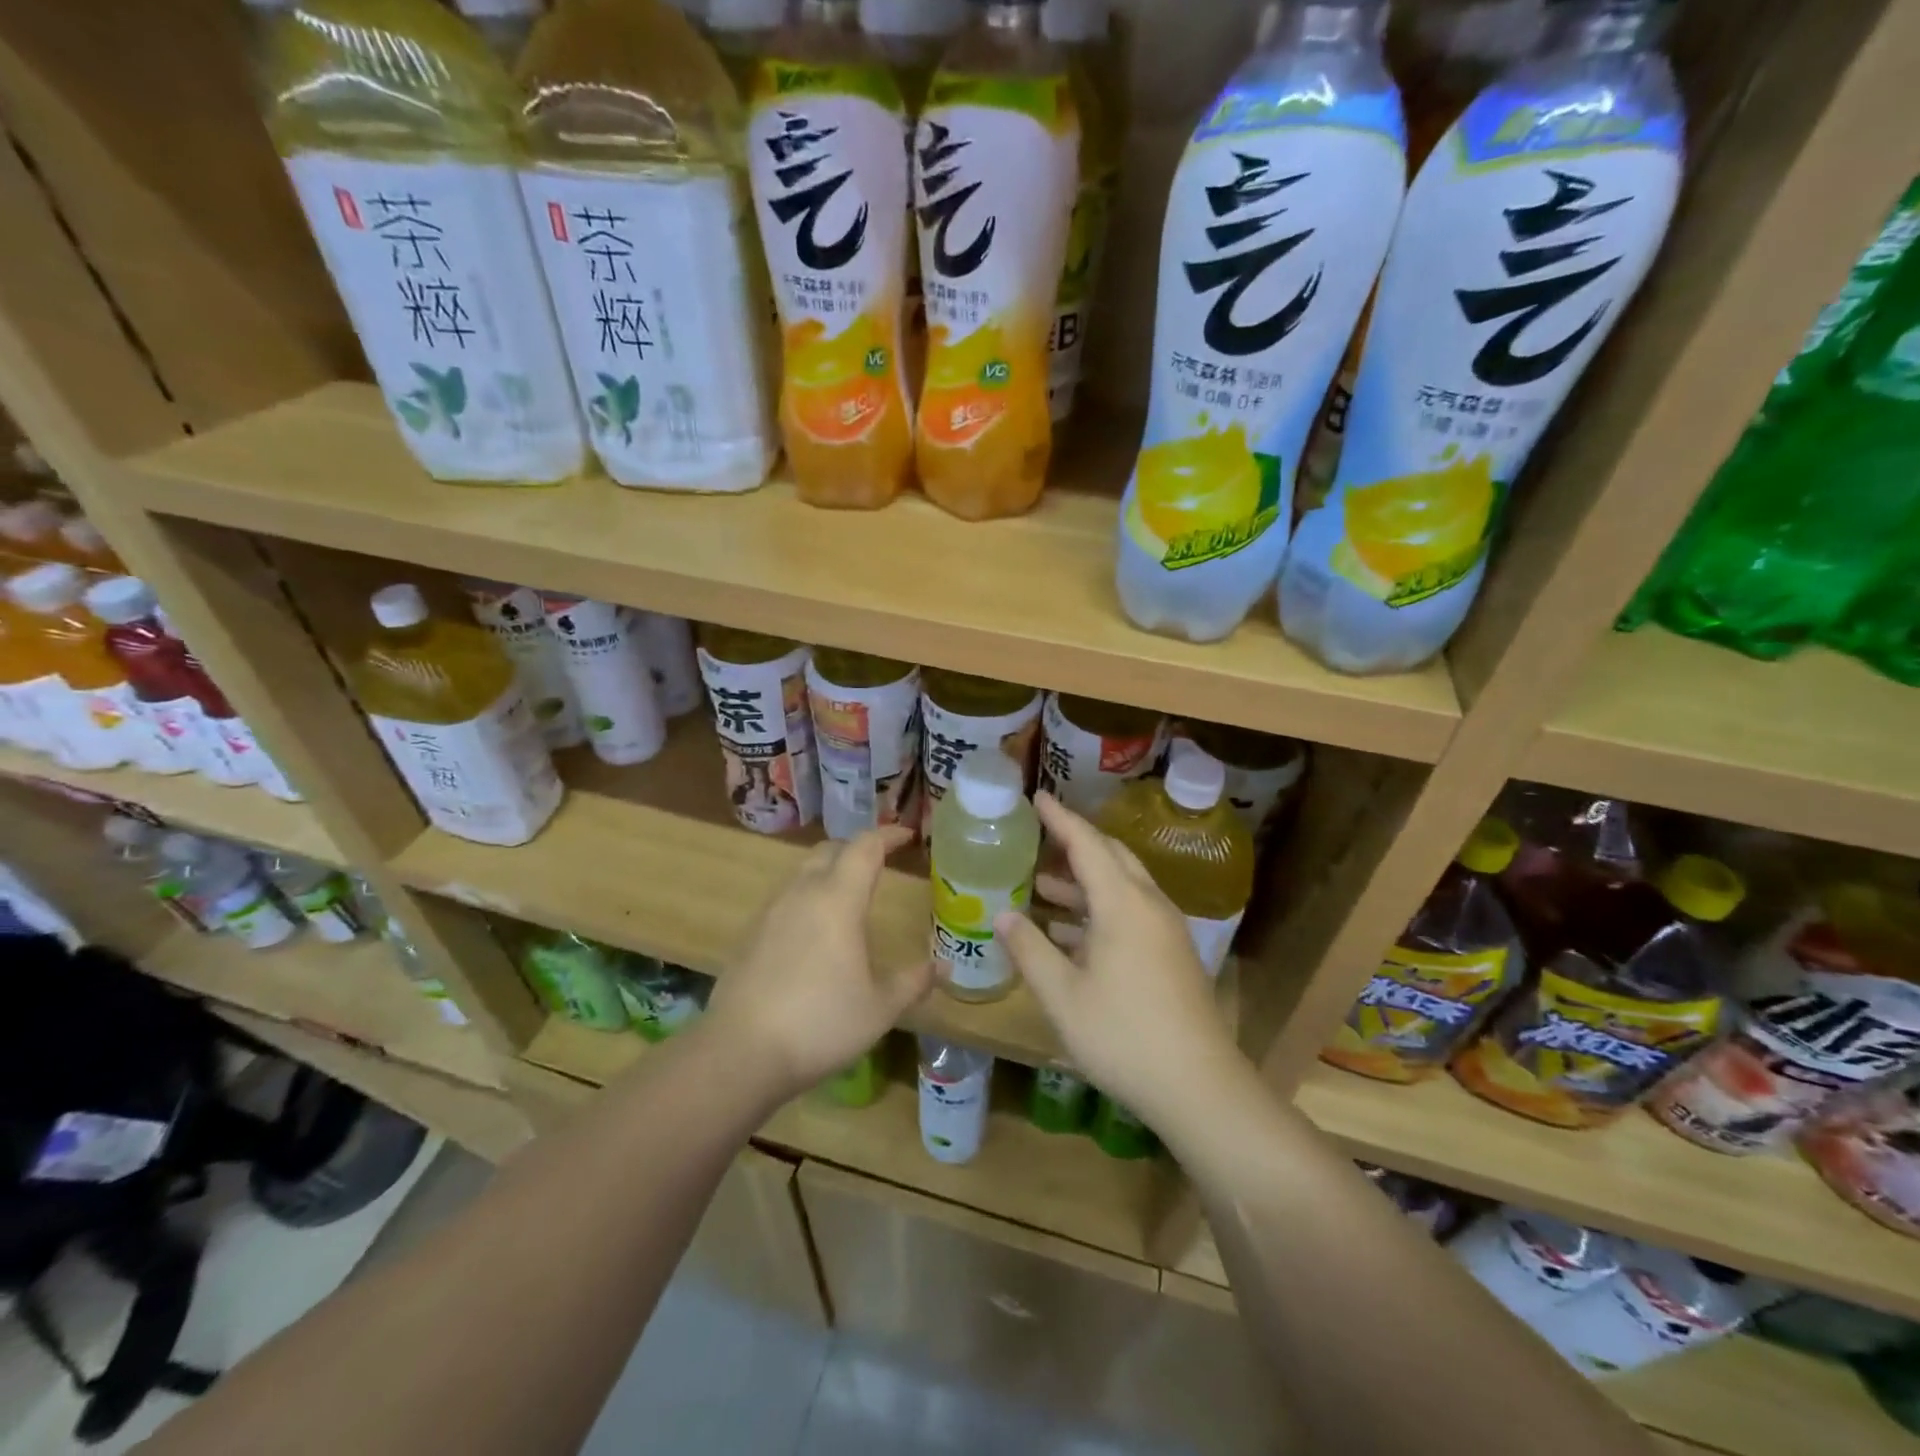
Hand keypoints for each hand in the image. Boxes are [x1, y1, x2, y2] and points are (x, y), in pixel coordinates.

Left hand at [707, 825, 933, 1097]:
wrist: (740, 1052)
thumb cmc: (820, 1023)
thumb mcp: (880, 1008)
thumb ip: (913, 981)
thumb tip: (944, 965)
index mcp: (837, 900)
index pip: (865, 847)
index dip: (888, 835)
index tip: (908, 836)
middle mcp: (802, 893)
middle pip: (830, 850)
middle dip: (857, 849)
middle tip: (880, 864)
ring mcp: (771, 912)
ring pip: (803, 872)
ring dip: (830, 871)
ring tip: (849, 896)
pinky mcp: (750, 934)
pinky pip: (786, 898)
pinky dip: (808, 897)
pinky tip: (815, 932)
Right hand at [996, 794, 1238, 1122]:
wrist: (1199, 1086)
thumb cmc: (1123, 1036)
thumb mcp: (1062, 996)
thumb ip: (1030, 950)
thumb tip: (1004, 914)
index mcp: (1122, 904)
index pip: (1087, 844)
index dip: (1060, 819)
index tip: (1037, 797)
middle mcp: (1148, 905)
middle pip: (1111, 858)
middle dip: (1075, 844)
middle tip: (1039, 837)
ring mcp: (1165, 930)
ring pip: (1122, 887)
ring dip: (1084, 882)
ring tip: (1043, 886)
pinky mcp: (1171, 954)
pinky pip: (1131, 912)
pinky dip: (1099, 910)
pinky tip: (1071, 934)